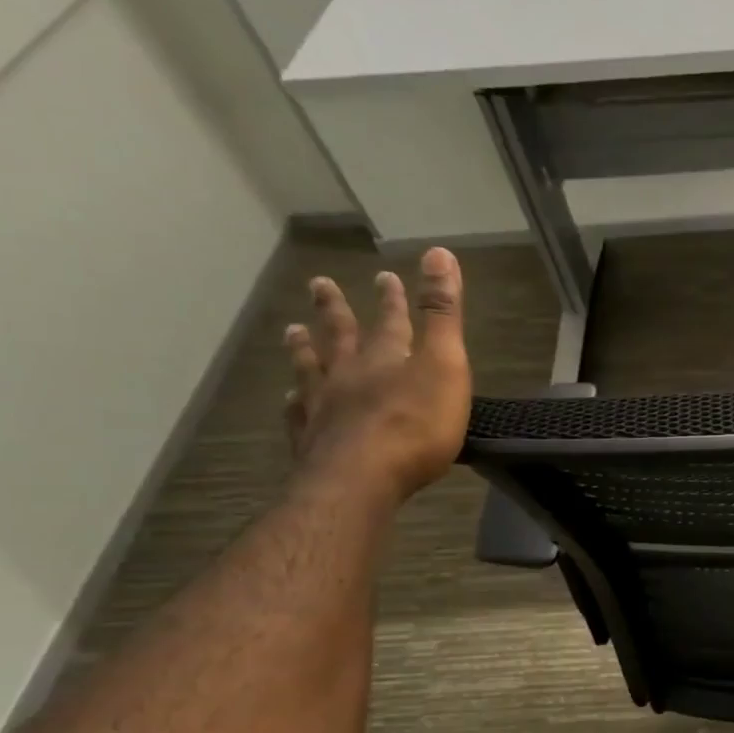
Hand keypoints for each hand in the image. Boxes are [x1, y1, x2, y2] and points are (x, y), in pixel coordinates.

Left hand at [283, 247, 471, 501]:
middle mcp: (348, 375)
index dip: (392, 299)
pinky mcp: (311, 441)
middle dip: (336, 311)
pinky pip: (298, 413)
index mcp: (384, 358)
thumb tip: (439, 252)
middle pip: (341, 337)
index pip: (391, 321)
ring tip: (292, 332)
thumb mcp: (444, 365)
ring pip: (311, 370)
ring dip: (304, 349)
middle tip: (318, 284)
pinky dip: (293, 402)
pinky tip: (288, 400)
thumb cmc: (415, 426)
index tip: (384, 274)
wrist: (361, 480)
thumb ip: (443, 314)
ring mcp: (323, 407)